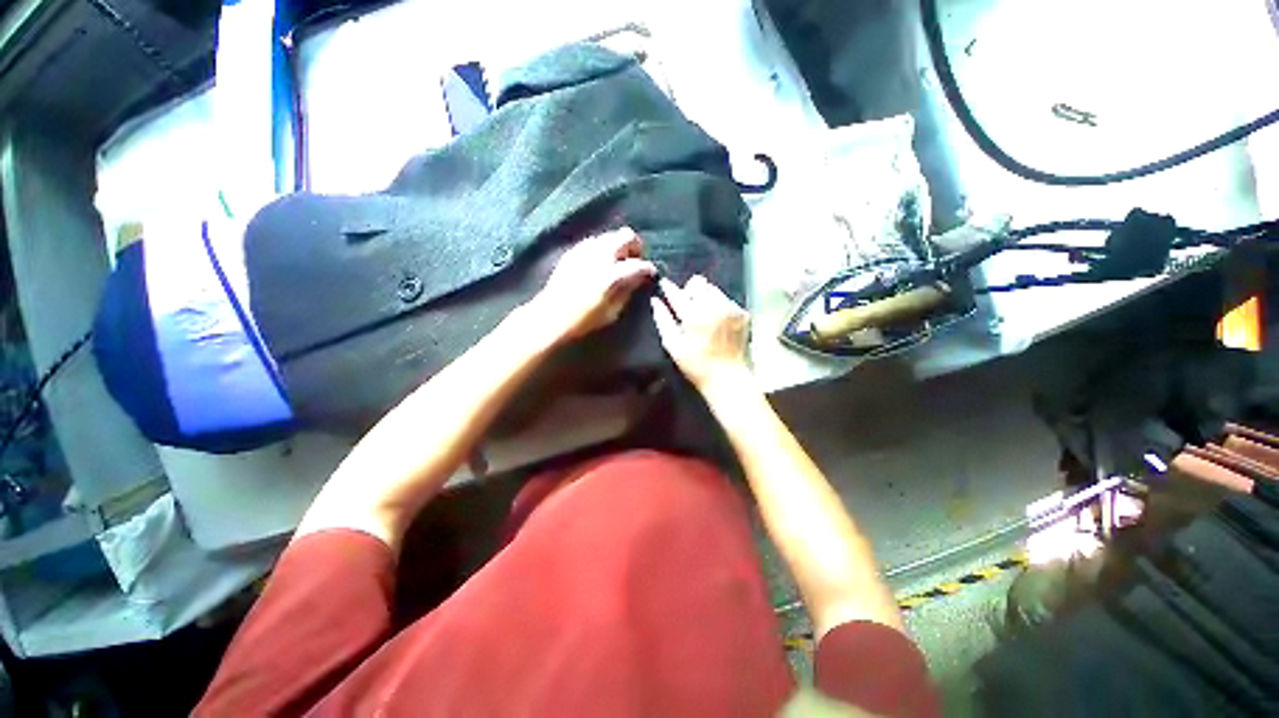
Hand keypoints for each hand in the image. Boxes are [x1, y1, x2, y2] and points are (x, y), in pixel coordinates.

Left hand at [530, 228, 656, 341]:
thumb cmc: (585, 319)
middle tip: (635, 260)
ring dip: (618, 245)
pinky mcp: (573, 251)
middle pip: (626, 235)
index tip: (651, 273)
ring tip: (618, 261)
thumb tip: (638, 279)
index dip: (649, 268)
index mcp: (612, 274)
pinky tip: (599, 262)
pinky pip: (594, 241)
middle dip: (635, 246)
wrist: (552, 315)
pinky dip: (602, 248)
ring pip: (609, 235)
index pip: (639, 264)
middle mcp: (600, 255)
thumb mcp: (613, 311)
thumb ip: (628, 291)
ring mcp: (585, 250)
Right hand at [650, 275, 751, 391]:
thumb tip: (655, 302)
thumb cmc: (696, 365)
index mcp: (694, 314)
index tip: (664, 284)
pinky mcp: (743, 314)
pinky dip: (719, 306)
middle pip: (699, 284)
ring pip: (714, 290)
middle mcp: (714, 306)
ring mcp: (731, 308)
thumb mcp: (673, 345)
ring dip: (705, 297)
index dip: (669, 287)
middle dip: (690, 290)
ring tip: (702, 314)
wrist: (729, 377)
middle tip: (686, 305)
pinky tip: (717, 321)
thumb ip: (663, 320)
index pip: (678, 293)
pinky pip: (727, 300)